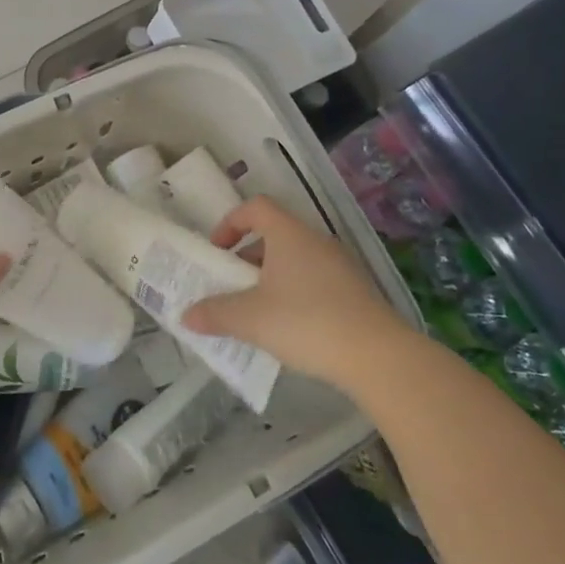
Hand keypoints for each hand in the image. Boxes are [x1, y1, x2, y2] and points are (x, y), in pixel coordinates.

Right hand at [181, 195, 409, 390]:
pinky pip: (316, 280)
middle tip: (232, 285)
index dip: (231, 222)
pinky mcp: (357, 291)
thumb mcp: (251, 319)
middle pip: (275, 234)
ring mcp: (341, 265)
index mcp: (288, 234)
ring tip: (257, 311)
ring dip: (271, 277)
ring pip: (296, 259)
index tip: (217, 250)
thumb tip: (187, 316)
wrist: (377, 356)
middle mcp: (316, 241)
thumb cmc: (306, 322)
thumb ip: (215, 313)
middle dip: (248, 257)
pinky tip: (291, 328)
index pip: (255, 207)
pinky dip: (296, 293)